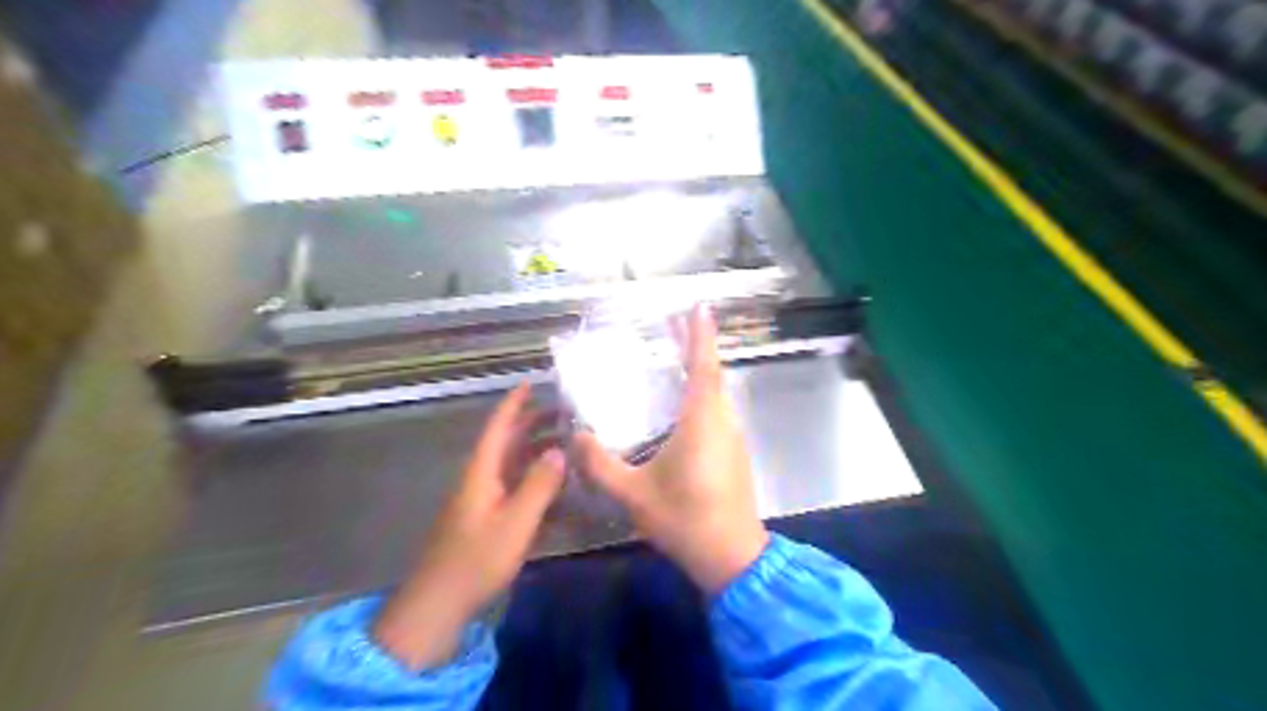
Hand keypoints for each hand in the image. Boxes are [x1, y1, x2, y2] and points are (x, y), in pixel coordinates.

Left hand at [373, 383, 566, 665]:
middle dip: (533, 424)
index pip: (498, 427)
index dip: (514, 404)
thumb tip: (559, 450)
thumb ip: (540, 484)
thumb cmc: (476, 559)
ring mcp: (484, 501)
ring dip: (538, 452)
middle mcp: (482, 479)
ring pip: (514, 466)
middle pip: (508, 443)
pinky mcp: (488, 521)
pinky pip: (516, 490)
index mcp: (482, 471)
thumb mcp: (516, 521)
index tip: (531, 382)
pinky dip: (537, 483)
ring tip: (568, 445)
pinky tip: (559, 489)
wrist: (439, 605)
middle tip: (565, 413)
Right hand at [577, 307, 771, 595]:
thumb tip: (574, 436)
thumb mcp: (633, 494)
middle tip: (674, 326)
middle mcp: (722, 422)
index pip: (703, 367)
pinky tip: (681, 407)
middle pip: (712, 375)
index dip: (701, 335)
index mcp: (702, 422)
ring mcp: (732, 438)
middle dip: (696, 347)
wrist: (731, 557)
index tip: (699, 306)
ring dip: (700, 372)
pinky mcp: (733, 454)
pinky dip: (702, 396)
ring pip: (717, 395)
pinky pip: (717, 412)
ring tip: (674, 359)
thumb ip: (600, 464)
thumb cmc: (684, 520)